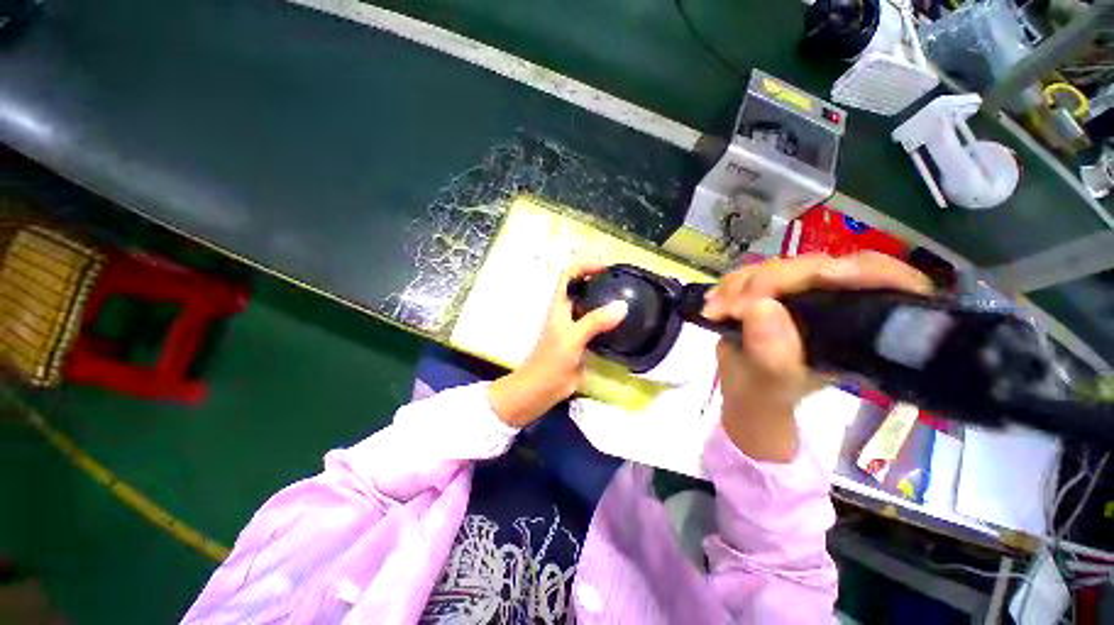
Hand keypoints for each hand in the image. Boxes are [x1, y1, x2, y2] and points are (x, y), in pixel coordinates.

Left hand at [488, 261, 628, 427]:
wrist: (544, 388)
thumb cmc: (551, 360)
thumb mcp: (572, 337)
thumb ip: (595, 321)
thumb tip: (622, 305)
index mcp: (560, 305)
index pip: (569, 276)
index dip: (584, 266)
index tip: (606, 267)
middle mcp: (568, 312)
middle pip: (582, 288)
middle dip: (599, 281)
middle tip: (624, 281)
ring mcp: (576, 327)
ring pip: (592, 307)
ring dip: (606, 301)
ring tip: (629, 297)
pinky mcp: (584, 342)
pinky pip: (599, 326)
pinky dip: (610, 321)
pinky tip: (625, 323)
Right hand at [702, 253, 932, 461]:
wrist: (743, 391)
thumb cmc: (766, 397)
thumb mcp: (771, 387)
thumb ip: (772, 357)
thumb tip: (760, 308)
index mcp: (860, 330)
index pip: (885, 282)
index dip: (864, 271)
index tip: (825, 277)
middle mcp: (837, 303)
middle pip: (818, 267)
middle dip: (771, 282)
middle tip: (734, 307)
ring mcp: (802, 292)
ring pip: (778, 266)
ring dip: (740, 285)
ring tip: (716, 312)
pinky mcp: (771, 288)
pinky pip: (751, 272)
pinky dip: (728, 287)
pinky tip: (714, 306)